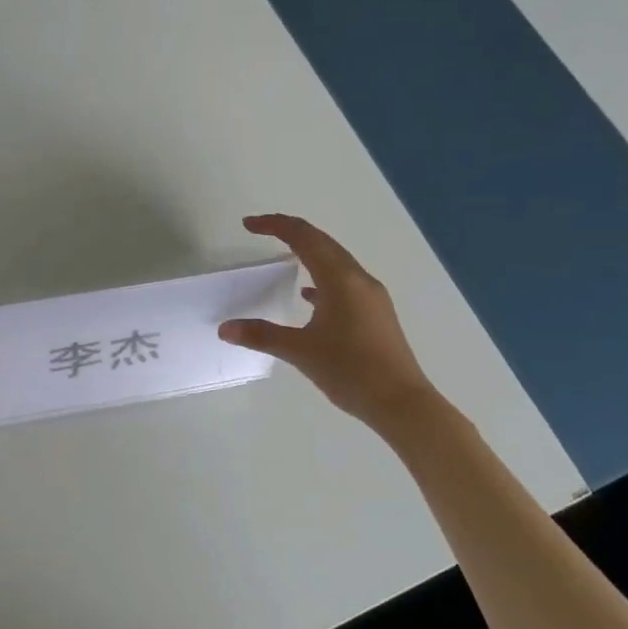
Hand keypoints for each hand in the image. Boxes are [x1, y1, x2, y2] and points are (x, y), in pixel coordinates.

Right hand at [218, 214, 440, 435]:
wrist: (402, 404)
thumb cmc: (351, 371)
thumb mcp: (300, 351)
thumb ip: (261, 335)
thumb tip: (225, 328)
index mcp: (340, 279)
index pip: (304, 238)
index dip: (275, 225)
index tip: (248, 225)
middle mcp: (358, 279)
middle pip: (322, 242)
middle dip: (291, 232)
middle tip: (261, 230)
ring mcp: (371, 296)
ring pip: (335, 261)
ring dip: (308, 252)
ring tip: (283, 257)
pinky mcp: (375, 314)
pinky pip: (344, 282)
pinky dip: (322, 277)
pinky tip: (309, 296)